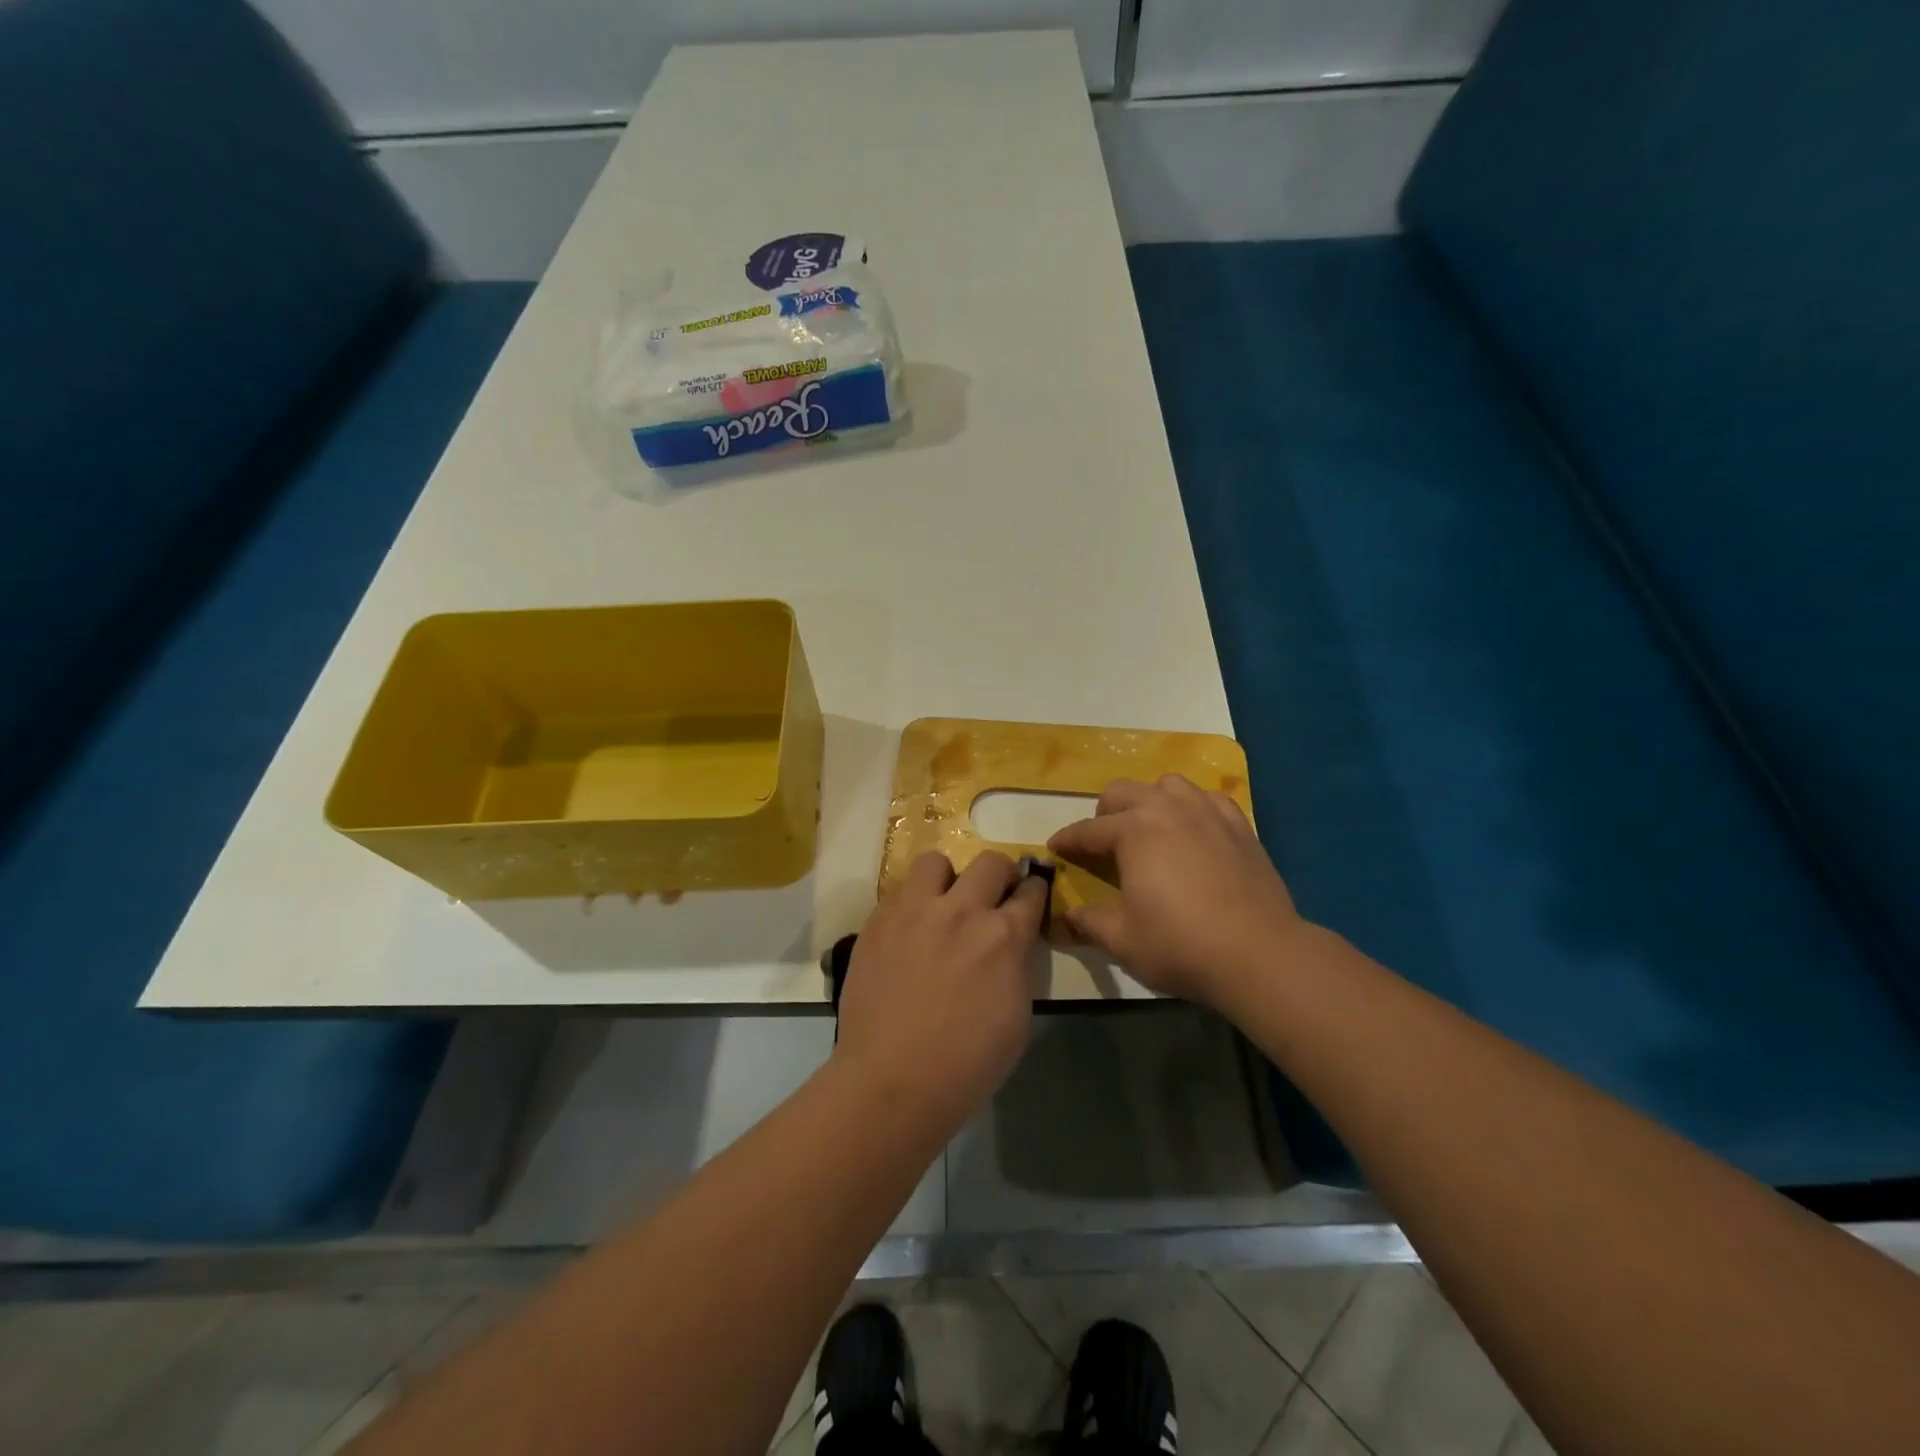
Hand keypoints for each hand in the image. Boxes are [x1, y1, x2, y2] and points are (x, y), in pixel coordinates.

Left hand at [833, 850, 1048, 1133]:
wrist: (891, 1081)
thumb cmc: (967, 1063)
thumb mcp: (1017, 1016)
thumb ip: (1017, 965)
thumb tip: (1011, 944)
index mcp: (1003, 936)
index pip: (1031, 891)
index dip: (1035, 891)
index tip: (1031, 895)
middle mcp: (961, 910)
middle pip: (990, 862)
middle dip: (1000, 875)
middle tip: (994, 897)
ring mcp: (914, 911)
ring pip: (936, 861)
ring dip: (948, 878)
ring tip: (943, 904)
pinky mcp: (878, 921)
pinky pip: (900, 891)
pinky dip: (912, 903)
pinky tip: (910, 931)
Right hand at [1048, 775, 1305, 1005]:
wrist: (1260, 955)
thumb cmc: (1180, 945)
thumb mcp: (1121, 939)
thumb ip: (1086, 922)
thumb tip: (1062, 919)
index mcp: (1133, 830)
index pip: (1087, 830)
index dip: (1067, 841)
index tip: (1055, 849)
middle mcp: (1167, 808)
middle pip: (1122, 792)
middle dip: (1104, 815)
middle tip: (1102, 845)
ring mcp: (1208, 812)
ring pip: (1167, 785)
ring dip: (1150, 802)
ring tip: (1150, 831)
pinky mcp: (1240, 826)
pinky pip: (1208, 800)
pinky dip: (1192, 809)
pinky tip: (1194, 832)